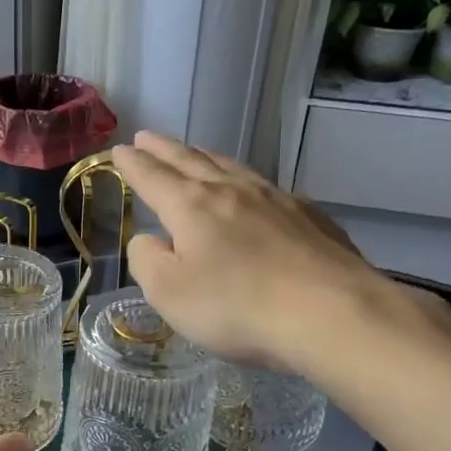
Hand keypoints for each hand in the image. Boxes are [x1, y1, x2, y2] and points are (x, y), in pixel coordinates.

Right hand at [112, 131, 401, 370]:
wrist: (331, 313)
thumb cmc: (237, 307)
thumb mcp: (169, 293)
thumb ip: (148, 261)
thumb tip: (150, 240)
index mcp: (191, 206)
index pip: (152, 177)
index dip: (133, 164)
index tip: (119, 150)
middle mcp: (232, 191)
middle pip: (191, 161)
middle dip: (164, 149)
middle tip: (147, 136)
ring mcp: (276, 200)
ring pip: (232, 167)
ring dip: (205, 157)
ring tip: (194, 151)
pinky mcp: (310, 217)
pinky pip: (268, 188)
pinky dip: (247, 182)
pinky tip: (254, 191)